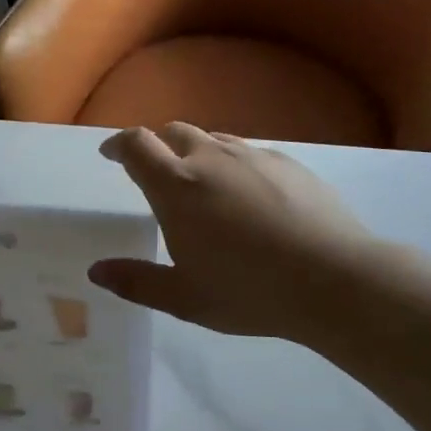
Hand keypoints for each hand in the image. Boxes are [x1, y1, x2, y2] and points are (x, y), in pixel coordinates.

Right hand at [89, 123, 379, 342]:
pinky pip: (249, 153)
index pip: (137, 145)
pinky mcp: (289, 163)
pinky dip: (234, 165)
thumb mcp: (185, 297)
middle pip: (174, 132)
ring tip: (203, 187)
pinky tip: (250, 198)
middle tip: (156, 174)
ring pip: (214, 140)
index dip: (119, 145)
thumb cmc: (250, 291)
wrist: (334, 279)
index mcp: (177, 187)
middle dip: (158, 146)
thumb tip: (96, 271)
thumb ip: (136, 282)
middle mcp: (211, 159)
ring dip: (198, 154)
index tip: (111, 154)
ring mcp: (253, 156)